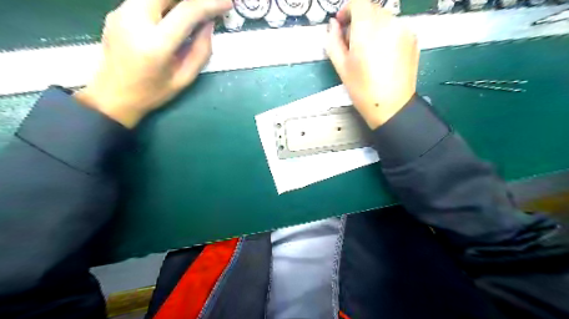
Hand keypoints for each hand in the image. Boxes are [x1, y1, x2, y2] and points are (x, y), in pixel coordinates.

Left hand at [77, 0, 232, 128]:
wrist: (112, 95)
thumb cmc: (153, 92)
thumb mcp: (185, 78)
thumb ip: (201, 51)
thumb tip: (209, 24)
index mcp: (156, 43)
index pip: (188, 11)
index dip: (211, 3)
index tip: (228, 3)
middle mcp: (135, 19)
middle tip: (209, 5)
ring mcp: (121, 11)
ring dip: (178, 0)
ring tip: (194, 10)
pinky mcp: (117, 10)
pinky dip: (165, 3)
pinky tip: (174, 14)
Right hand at [324, 0, 416, 128]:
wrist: (392, 106)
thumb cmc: (363, 90)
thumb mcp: (341, 67)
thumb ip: (333, 41)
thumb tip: (333, 25)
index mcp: (367, 29)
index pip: (358, 1)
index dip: (347, 9)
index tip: (342, 23)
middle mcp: (388, 23)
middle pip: (371, 8)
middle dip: (359, 21)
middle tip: (353, 43)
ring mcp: (403, 29)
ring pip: (383, 18)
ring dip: (373, 28)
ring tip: (368, 52)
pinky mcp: (413, 38)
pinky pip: (395, 27)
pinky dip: (386, 34)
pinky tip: (382, 55)